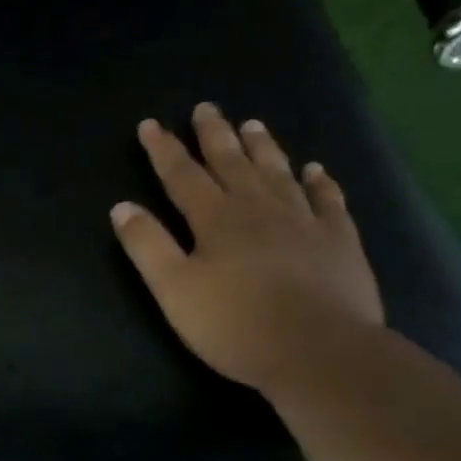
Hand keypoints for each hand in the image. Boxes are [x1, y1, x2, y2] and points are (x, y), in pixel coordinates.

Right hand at [112, 106, 382, 390]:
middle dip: (214, 135)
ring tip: (253, 124)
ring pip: (278, 173)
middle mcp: (258, 208)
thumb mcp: (175, 290)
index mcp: (216, 219)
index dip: (163, 149)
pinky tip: (315, 170)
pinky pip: (328, 201)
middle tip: (206, 108)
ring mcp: (304, 221)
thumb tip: (122, 206)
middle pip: (232, 163)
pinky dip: (320, 182)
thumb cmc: (236, 324)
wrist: (319, 352)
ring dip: (263, 147)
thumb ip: (147, 246)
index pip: (182, 175)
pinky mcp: (338, 241)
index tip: (150, 125)